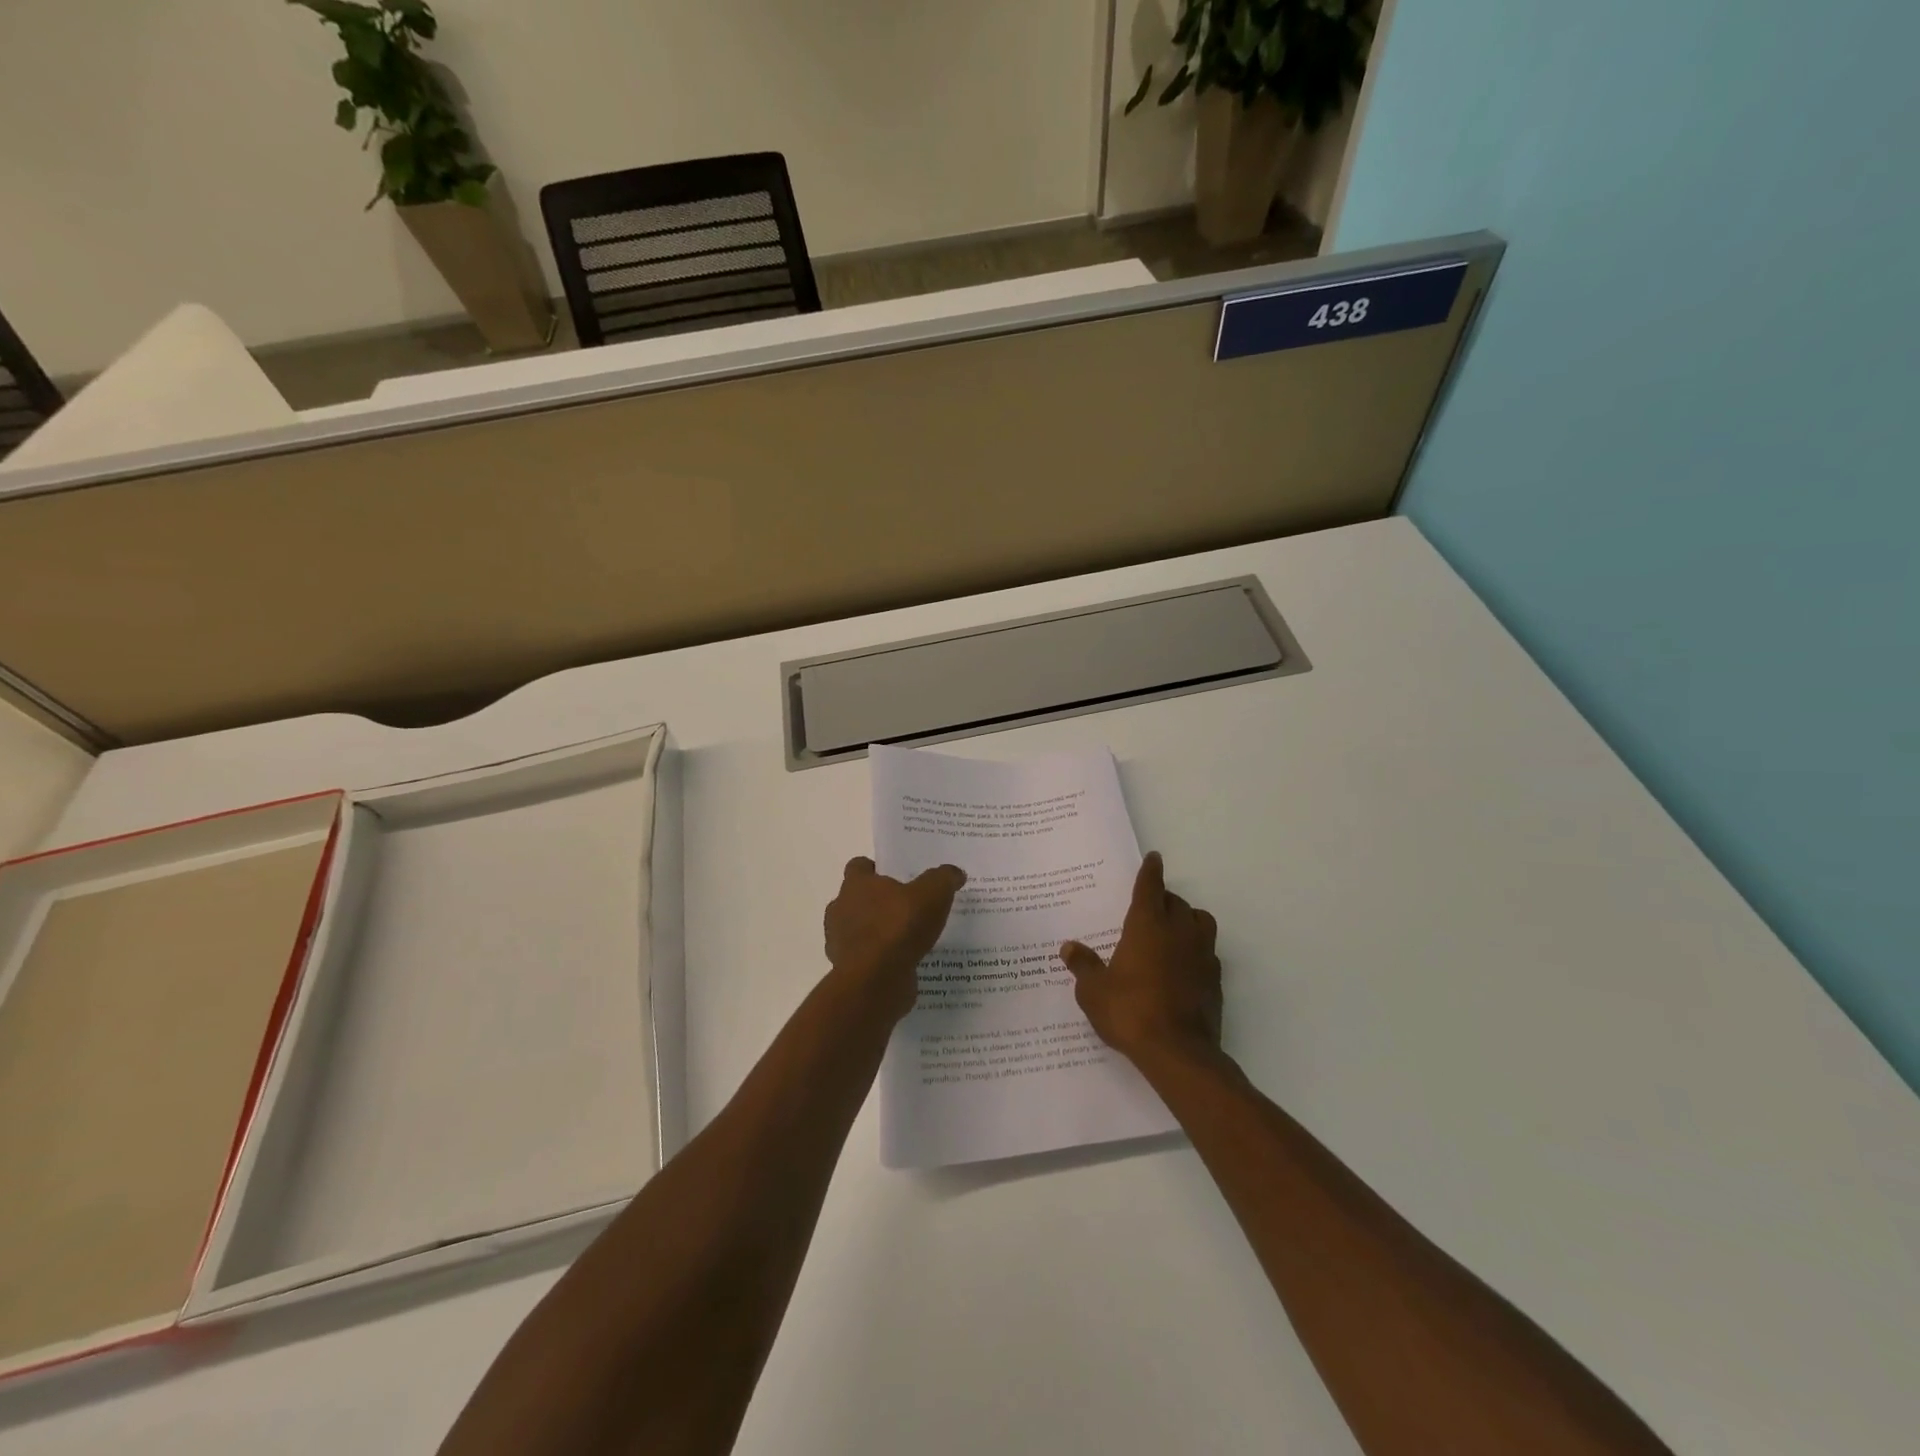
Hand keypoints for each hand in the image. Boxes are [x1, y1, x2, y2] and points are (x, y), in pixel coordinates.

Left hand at [824, 857, 966, 1021]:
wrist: (876, 981)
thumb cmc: (899, 927)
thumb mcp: (933, 894)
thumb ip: (944, 879)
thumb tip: (955, 873)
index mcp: (856, 885)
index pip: (858, 866)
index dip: (875, 869)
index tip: (895, 877)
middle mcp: (841, 909)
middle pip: (857, 898)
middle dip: (877, 902)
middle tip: (907, 907)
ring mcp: (840, 942)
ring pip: (859, 929)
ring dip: (877, 932)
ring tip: (908, 938)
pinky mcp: (848, 970)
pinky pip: (865, 958)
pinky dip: (880, 958)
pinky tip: (903, 962)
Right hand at [1060, 852, 1222, 1068]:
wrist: (1178, 1053)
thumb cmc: (1130, 1012)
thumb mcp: (1094, 991)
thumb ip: (1084, 966)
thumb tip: (1069, 947)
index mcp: (1148, 925)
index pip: (1150, 887)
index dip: (1150, 871)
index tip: (1154, 858)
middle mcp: (1178, 932)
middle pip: (1176, 902)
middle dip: (1164, 899)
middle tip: (1150, 906)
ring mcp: (1202, 955)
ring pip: (1200, 921)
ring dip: (1187, 919)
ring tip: (1172, 930)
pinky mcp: (1215, 979)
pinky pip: (1208, 951)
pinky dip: (1196, 949)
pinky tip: (1183, 965)